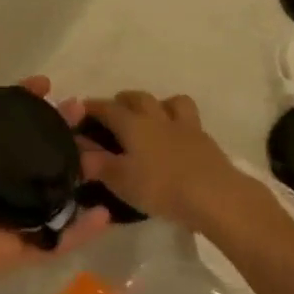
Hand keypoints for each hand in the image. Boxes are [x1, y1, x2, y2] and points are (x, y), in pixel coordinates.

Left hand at [0, 78, 109, 293]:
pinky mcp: (23, 249)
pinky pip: (58, 239)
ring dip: (79, 174)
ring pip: (55, 191)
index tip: (47, 85)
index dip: (26, 102)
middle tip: (82, 111)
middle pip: (38, 152)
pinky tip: (105, 213)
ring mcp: (14, 217)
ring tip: (102, 157)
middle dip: (61, 131)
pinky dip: (83, 231)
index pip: (8, 124)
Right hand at [78, 90, 255, 233]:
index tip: (79, 110)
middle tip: (114, 113)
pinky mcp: (205, 140)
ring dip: (157, 104)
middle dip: (122, 100)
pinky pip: (189, 120)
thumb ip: (96, 163)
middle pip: (137, 97)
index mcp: (132, 123)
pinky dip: (178, 123)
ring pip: (169, 102)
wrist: (215, 196)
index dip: (91, 107)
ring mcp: (184, 126)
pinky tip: (176, 138)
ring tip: (151, 119)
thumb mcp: (121, 180)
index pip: (106, 108)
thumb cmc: (161, 187)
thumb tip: (77, 151)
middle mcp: (156, 117)